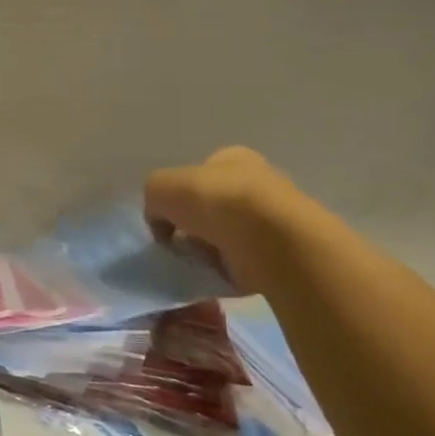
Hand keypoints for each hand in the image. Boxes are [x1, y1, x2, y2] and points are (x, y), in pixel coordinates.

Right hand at [143, 147, 294, 295]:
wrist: (270, 241)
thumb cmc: (215, 201)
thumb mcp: (160, 186)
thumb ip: (154, 199)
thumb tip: (162, 224)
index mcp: (233, 158)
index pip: (199, 175)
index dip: (180, 196)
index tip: (169, 219)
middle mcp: (256, 184)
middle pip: (212, 208)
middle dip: (194, 227)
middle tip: (179, 244)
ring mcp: (272, 221)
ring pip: (226, 238)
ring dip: (209, 252)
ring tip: (195, 264)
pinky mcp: (281, 255)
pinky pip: (241, 265)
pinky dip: (225, 273)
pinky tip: (215, 277)